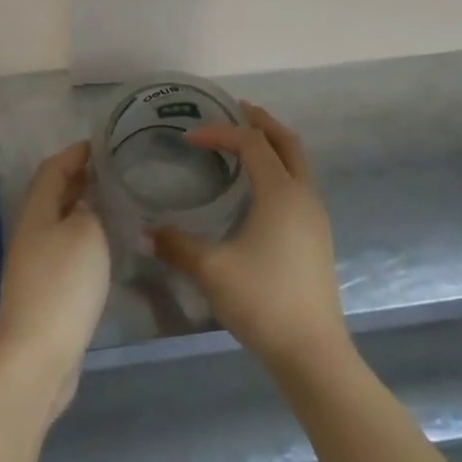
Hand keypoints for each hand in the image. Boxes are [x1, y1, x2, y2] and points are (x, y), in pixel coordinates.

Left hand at [0, 141, 110, 421]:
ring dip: (80, 207)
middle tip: (111, 169)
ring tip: (112, 201)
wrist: (37, 357)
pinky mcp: (42, 292)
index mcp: (36, 213)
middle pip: (51, 194)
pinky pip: (62, 249)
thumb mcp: (85, 234)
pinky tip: (103, 245)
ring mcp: (32, 265)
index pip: (53, 169)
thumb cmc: (63, 285)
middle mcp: (29, 234)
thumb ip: (88, 209)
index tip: (102, 143)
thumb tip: (85, 203)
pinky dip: (82, 236)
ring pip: (57, 222)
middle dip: (78, 178)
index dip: (75, 153)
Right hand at [149, 101, 349, 373]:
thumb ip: (176, 245)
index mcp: (281, 193)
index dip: (220, 133)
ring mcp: (315, 216)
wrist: (313, 352)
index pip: (251, 143)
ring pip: (298, 162)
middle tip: (235, 110)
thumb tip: (144, 231)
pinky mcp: (317, 236)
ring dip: (273, 144)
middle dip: (261, 122)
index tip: (190, 138)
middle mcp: (303, 195)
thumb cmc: (263, 301)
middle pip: (287, 141)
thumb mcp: (211, 270)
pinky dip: (280, 168)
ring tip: (245, 143)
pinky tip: (259, 188)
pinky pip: (299, 183)